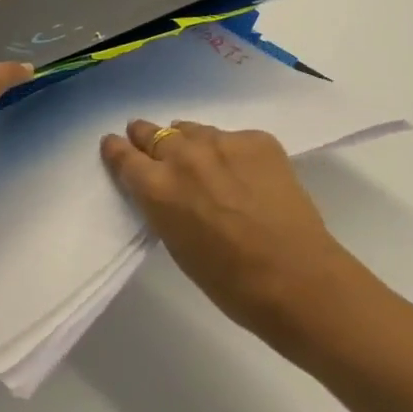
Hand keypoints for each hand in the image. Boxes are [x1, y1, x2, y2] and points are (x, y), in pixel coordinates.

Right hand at [100, 119, 352, 345]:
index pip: (123, 155)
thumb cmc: (229, 281)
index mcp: (157, 188)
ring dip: (189, 141)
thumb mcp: (177, 244)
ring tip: (200, 157)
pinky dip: (231, 152)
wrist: (297, 277)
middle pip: (154, 132)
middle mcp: (183, 156)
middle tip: (148, 141)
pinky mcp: (257, 139)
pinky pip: (232, 138)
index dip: (117, 149)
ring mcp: (223, 142)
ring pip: (193, 130)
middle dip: (147, 137)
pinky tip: (245, 174)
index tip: (114, 144)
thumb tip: (166, 189)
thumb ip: (164, 206)